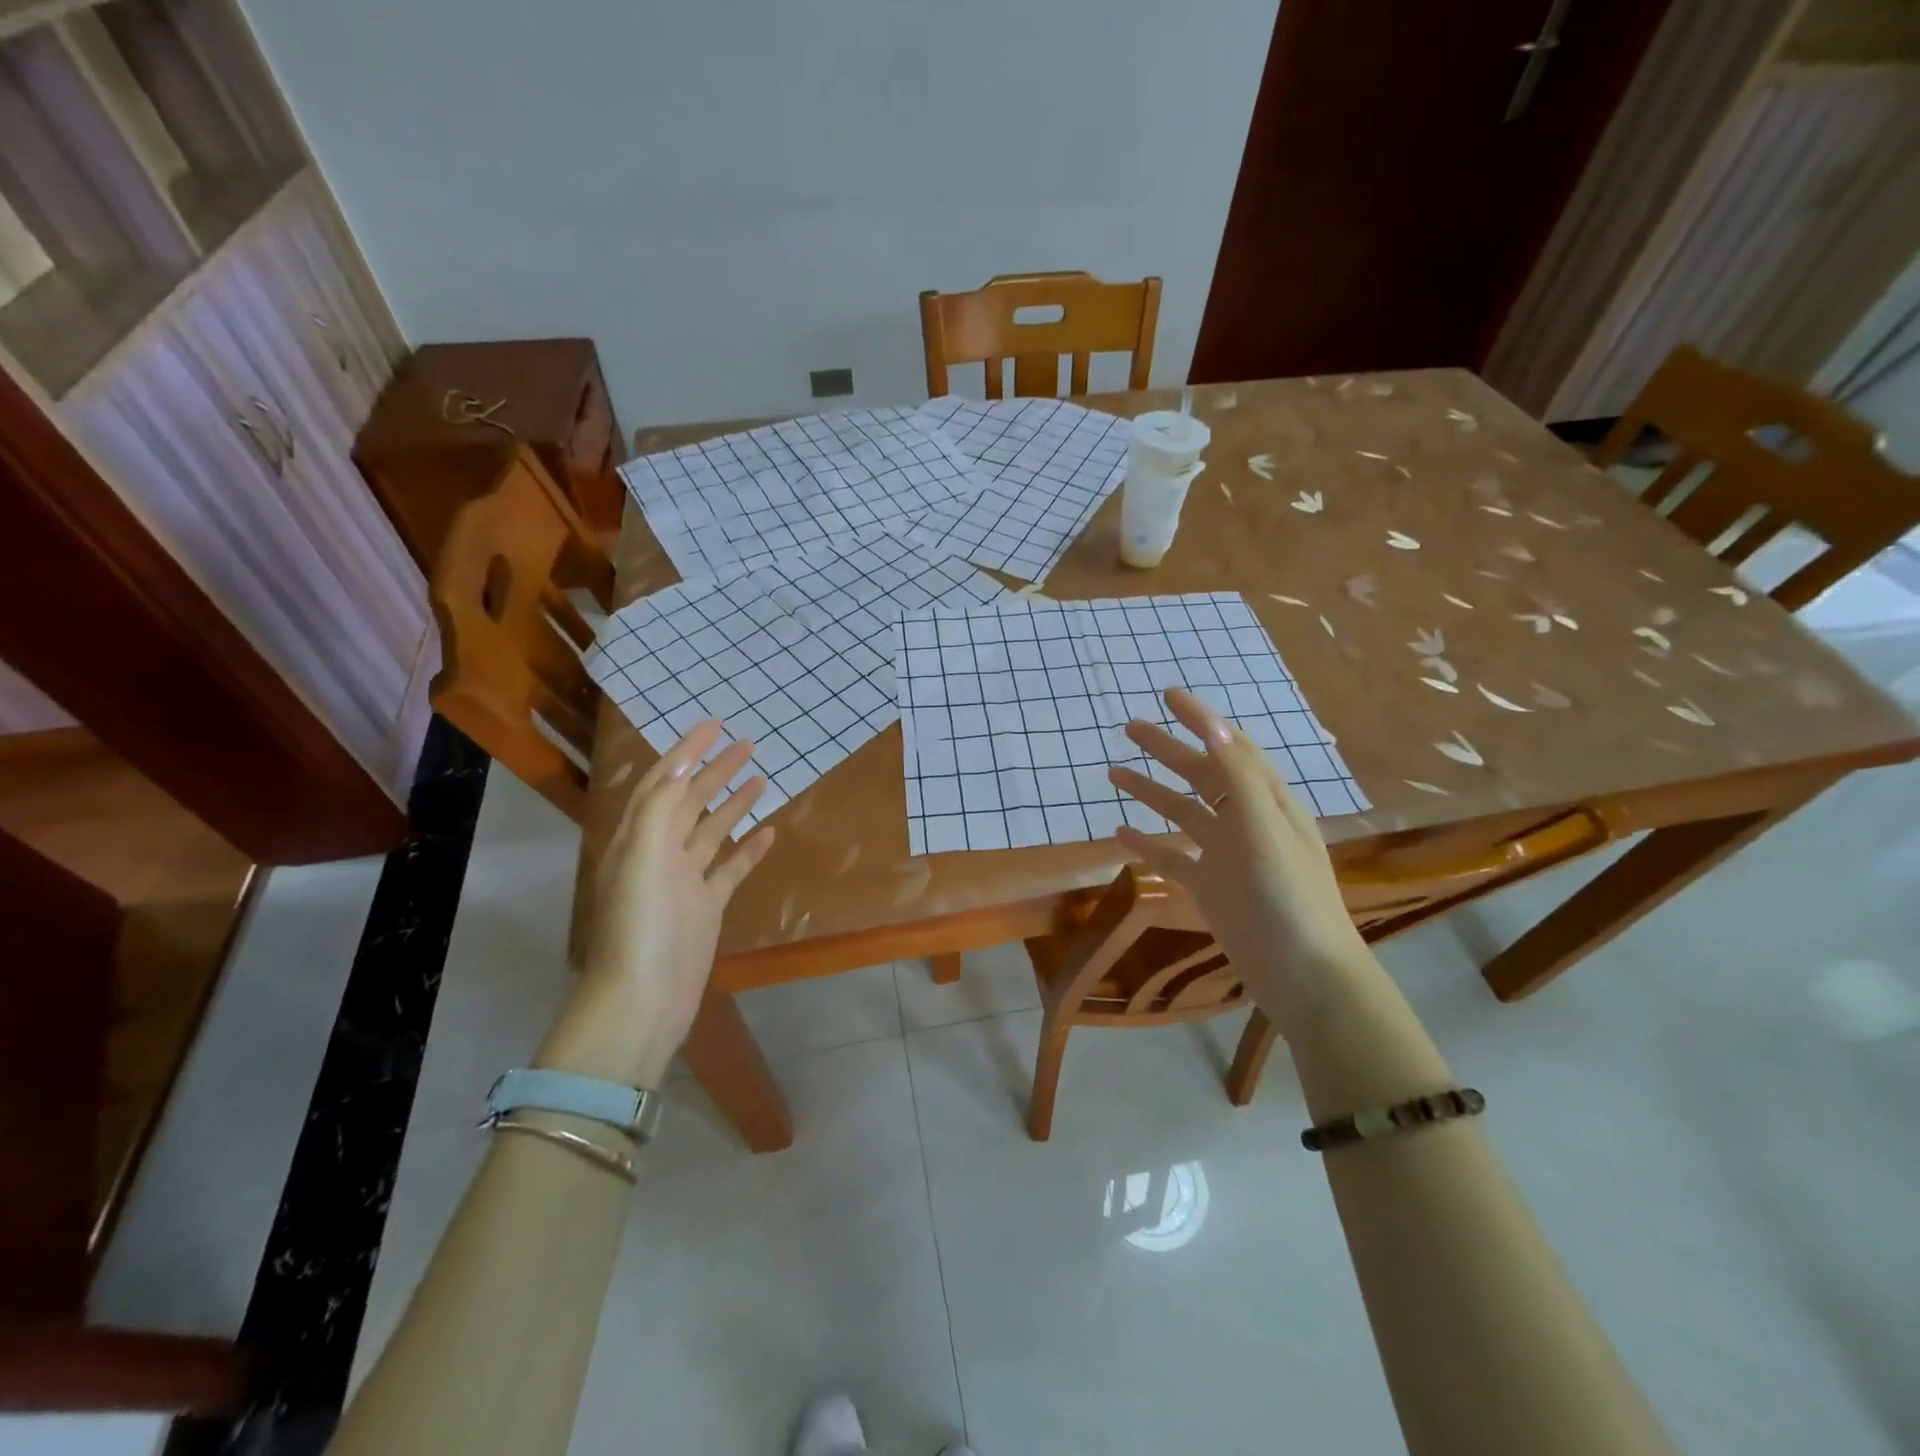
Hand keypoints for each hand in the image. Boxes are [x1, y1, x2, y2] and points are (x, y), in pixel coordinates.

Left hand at [536, 721, 774, 1085]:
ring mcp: (685, 880)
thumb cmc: (641, 922)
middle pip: (691, 801)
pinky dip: (748, 849)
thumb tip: (684, 763)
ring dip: (734, 804)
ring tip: (761, 778)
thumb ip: (661, 805)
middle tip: (748, 745)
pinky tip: (768, 832)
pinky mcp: (706, 906)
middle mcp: (660, 852)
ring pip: (712, 831)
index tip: (715, 724)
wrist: (644, 996)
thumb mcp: (643, 854)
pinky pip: (730, 868)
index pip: (664, 780)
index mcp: (639, 836)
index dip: (688, 750)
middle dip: (716, 771)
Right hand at [1107, 689, 1370, 1031]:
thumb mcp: (1266, 832)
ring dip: (1152, 791)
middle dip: (1168, 750)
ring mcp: (1227, 856)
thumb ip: (1239, 779)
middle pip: (1202, 774)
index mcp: (1268, 802)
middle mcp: (1247, 821)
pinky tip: (1120, 833)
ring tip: (1114, 774)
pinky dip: (1148, 843)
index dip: (1201, 720)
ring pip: (1183, 813)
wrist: (1304, 975)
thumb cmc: (1290, 899)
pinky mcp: (1211, 888)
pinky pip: (1173, 857)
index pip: (1231, 747)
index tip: (1168, 695)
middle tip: (1130, 728)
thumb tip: (1214, 726)